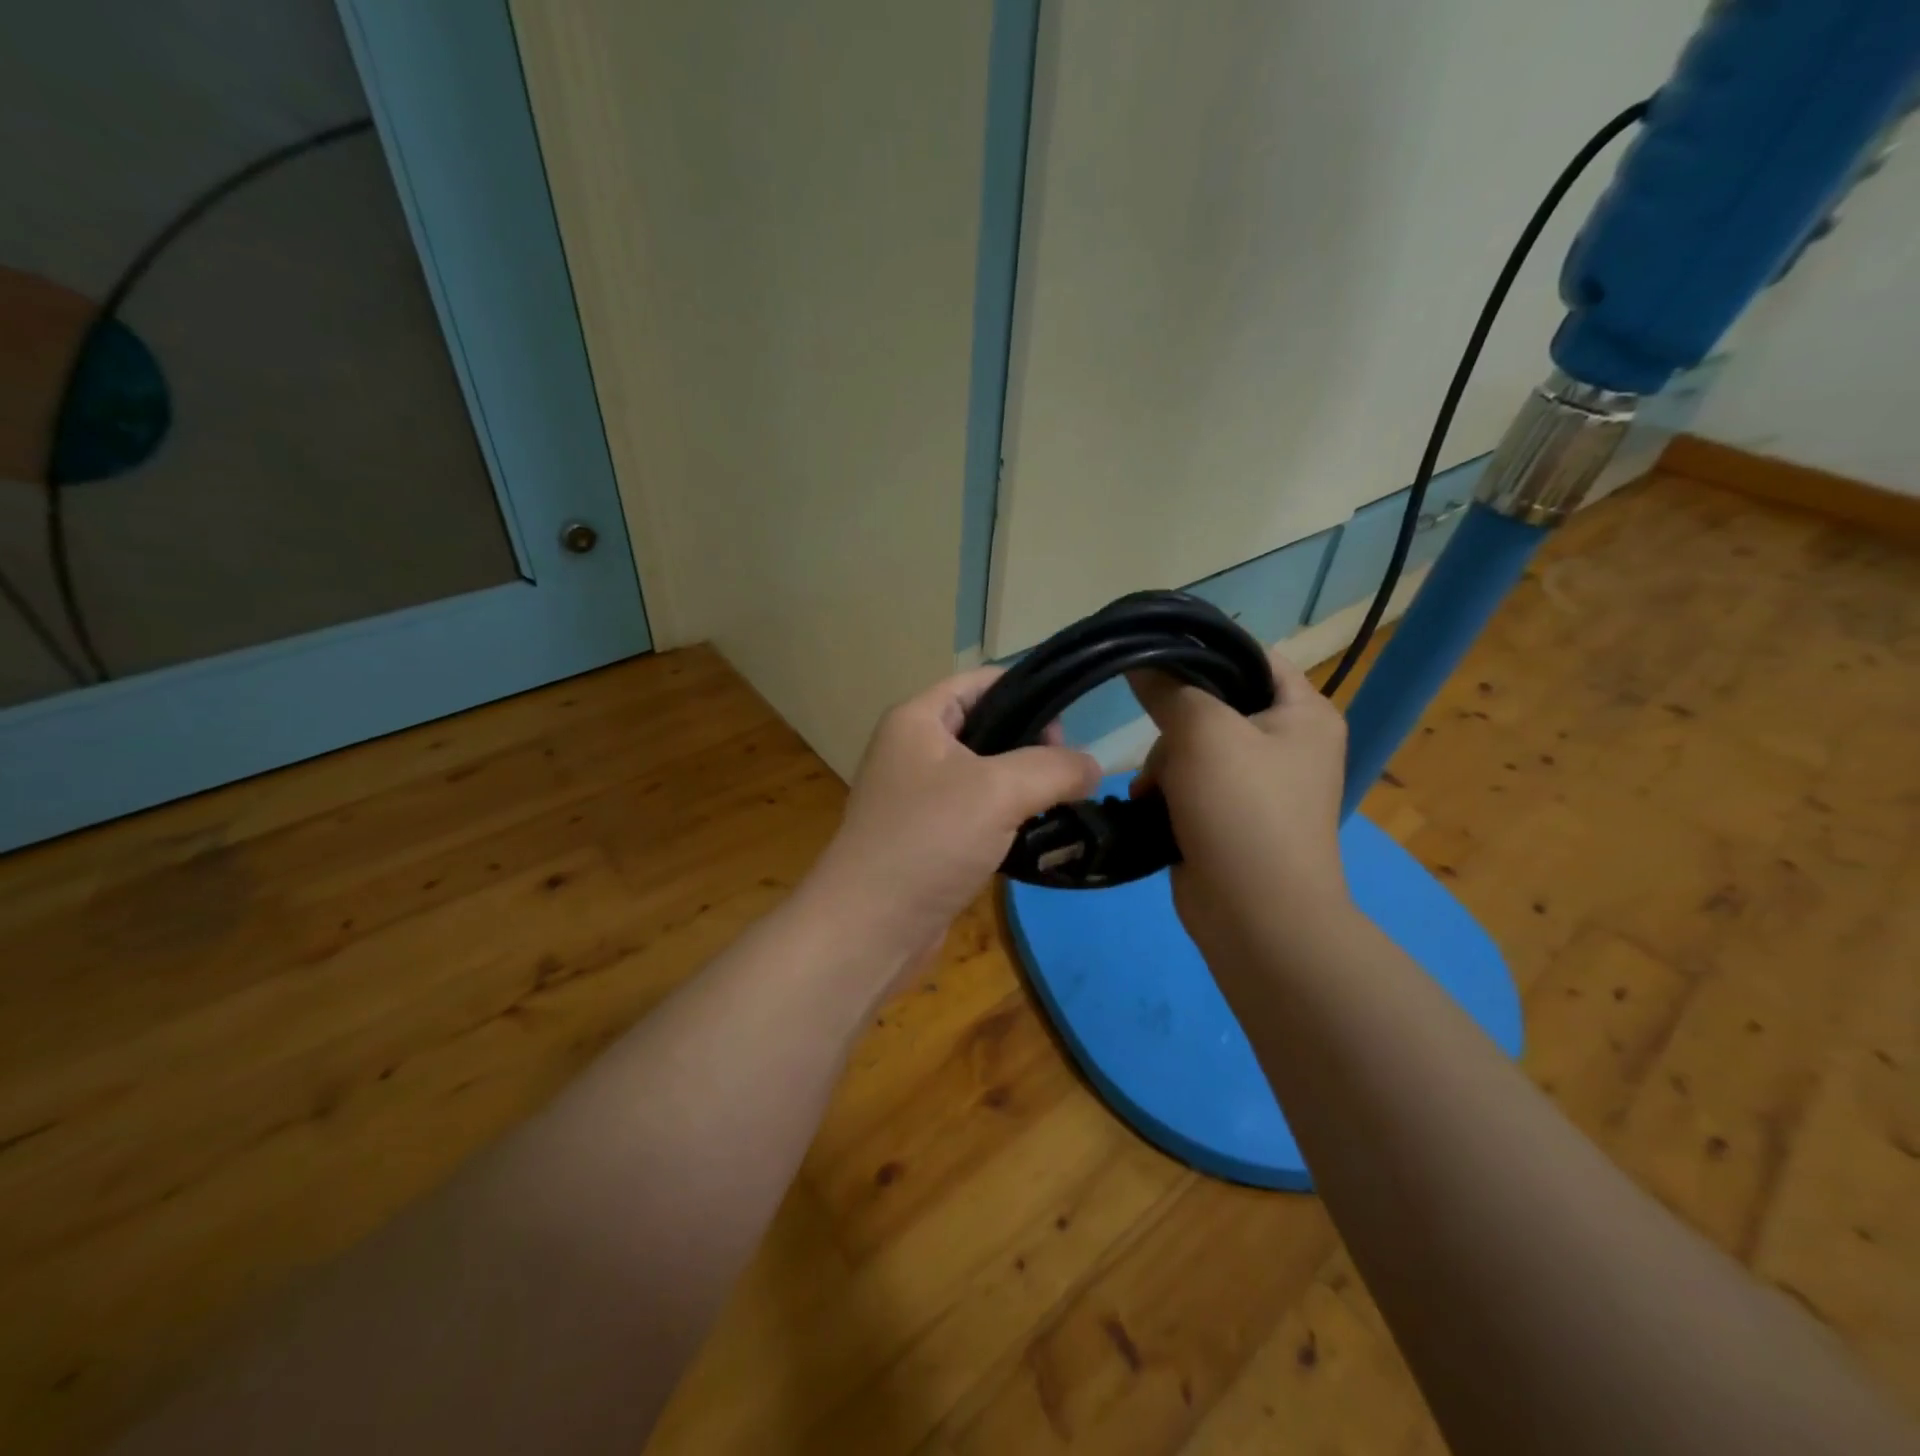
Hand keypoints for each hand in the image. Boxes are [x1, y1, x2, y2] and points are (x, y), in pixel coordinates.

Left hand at [805, 668, 1100, 976]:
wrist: (870, 928)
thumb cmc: (928, 841)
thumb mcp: (998, 790)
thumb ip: (1054, 768)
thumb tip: (1092, 767)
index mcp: (917, 719)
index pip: (981, 681)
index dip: (1028, 689)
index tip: (1073, 720)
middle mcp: (914, 749)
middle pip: (987, 726)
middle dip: (1032, 743)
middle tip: (1069, 773)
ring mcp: (919, 796)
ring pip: (986, 774)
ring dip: (1024, 786)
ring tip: (1062, 803)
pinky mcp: (929, 837)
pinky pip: (977, 813)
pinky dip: (1008, 818)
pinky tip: (1037, 835)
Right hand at [1128, 647, 1351, 957]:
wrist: (1255, 915)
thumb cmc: (1242, 809)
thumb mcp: (1204, 732)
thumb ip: (1170, 689)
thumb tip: (1140, 661)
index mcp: (1304, 712)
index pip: (1252, 657)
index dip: (1203, 651)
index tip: (1153, 656)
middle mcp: (1287, 743)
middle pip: (1214, 704)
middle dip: (1175, 727)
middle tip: (1161, 748)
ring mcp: (1258, 784)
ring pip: (1192, 747)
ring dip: (1163, 764)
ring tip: (1151, 791)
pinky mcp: (1229, 817)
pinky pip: (1188, 784)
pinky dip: (1166, 792)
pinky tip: (1149, 806)